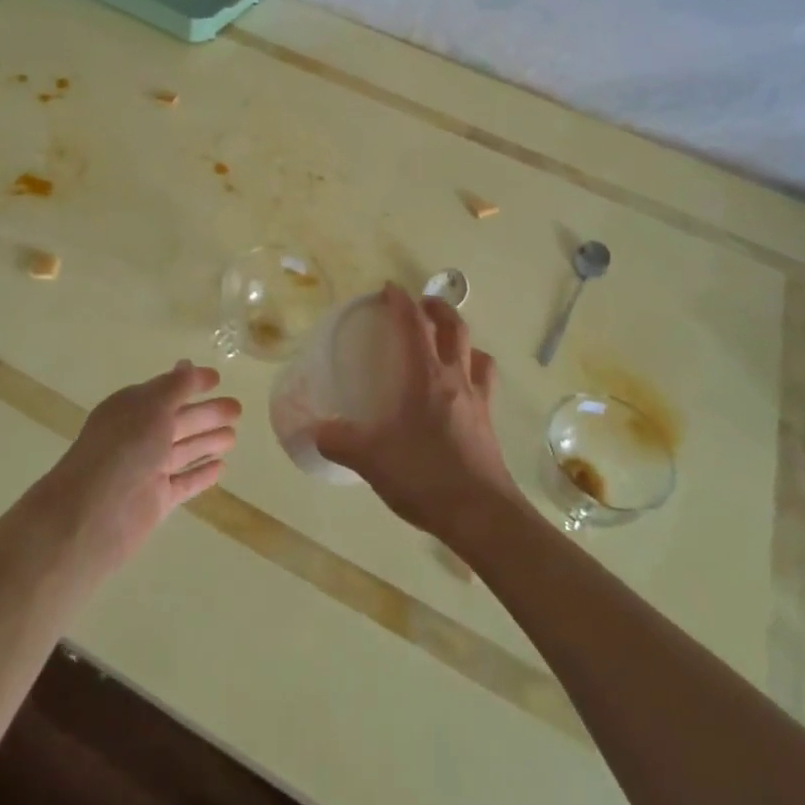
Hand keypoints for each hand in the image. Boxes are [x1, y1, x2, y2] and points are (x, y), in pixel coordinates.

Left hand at [40, 361, 239, 571]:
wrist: (92, 515)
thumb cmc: (123, 450)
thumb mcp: (152, 408)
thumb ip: (175, 387)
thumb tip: (189, 365)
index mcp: (132, 409)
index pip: (166, 391)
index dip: (191, 384)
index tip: (218, 379)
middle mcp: (139, 437)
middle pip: (179, 421)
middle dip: (208, 413)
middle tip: (238, 409)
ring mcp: (148, 470)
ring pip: (184, 451)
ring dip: (207, 441)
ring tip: (234, 437)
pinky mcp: (156, 500)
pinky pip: (184, 482)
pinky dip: (201, 474)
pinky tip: (222, 468)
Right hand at [315, 284, 517, 542]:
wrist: (482, 515)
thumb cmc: (425, 476)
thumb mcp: (370, 459)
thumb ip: (338, 440)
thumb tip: (314, 429)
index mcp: (427, 377)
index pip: (414, 326)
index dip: (401, 302)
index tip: (389, 288)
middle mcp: (457, 380)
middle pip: (455, 328)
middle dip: (438, 309)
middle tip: (421, 305)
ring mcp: (479, 401)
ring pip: (478, 354)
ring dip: (462, 340)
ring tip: (447, 345)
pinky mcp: (489, 425)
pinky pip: (485, 385)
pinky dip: (473, 373)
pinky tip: (459, 393)